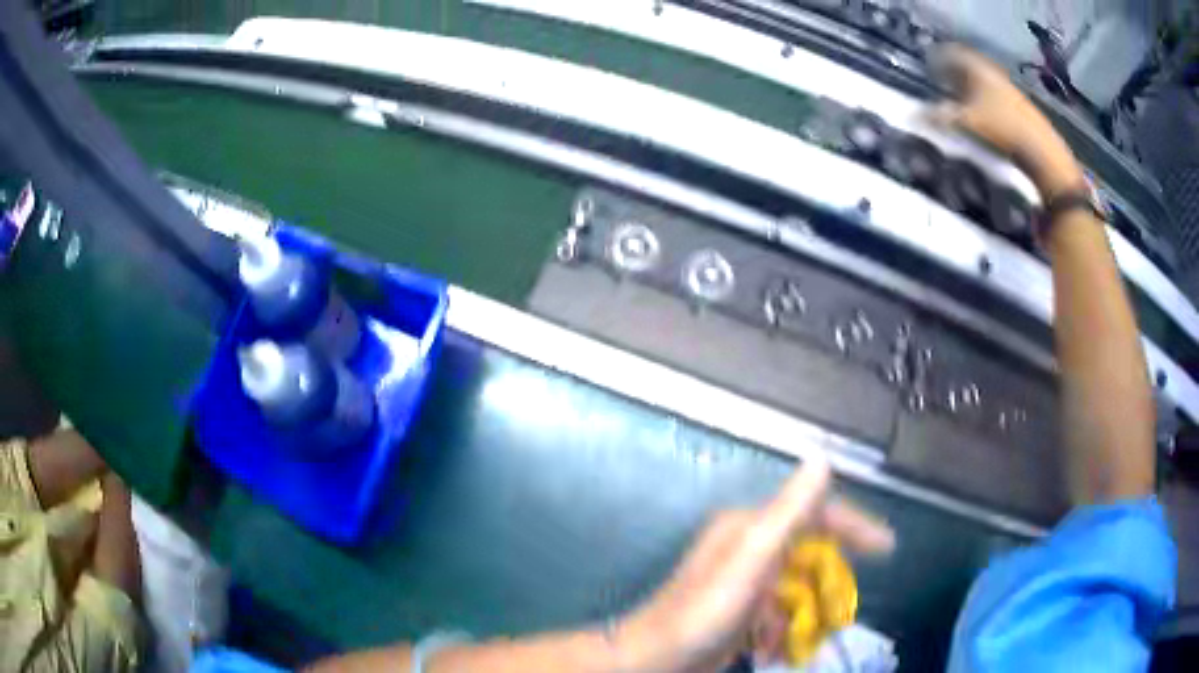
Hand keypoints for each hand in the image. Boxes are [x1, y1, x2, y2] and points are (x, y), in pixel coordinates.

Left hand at [618, 458, 894, 671]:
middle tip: (842, 610)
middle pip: (811, 554)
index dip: (854, 526)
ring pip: (798, 587)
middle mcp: (749, 548)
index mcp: (751, 528)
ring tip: (807, 637)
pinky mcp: (740, 610)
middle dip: (830, 583)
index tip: (887, 547)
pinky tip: (775, 648)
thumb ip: (789, 511)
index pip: (816, 514)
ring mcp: (744, 582)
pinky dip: (785, 629)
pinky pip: (780, 611)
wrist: (657, 658)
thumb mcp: (753, 558)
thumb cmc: (706, 611)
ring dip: (808, 613)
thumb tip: (822, 459)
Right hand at [930, 45, 1083, 197]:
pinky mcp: (1024, 113)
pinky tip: (986, 122)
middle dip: (956, 76)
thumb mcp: (967, 124)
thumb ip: (940, 117)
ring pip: (986, 85)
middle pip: (971, 69)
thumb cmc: (1003, 131)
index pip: (954, 55)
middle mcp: (995, 76)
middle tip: (944, 85)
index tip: (931, 67)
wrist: (1044, 155)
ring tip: (963, 105)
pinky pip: (998, 100)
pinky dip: (988, 105)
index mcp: (979, 70)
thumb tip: (914, 116)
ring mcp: (1012, 93)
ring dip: (973, 92)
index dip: (940, 59)